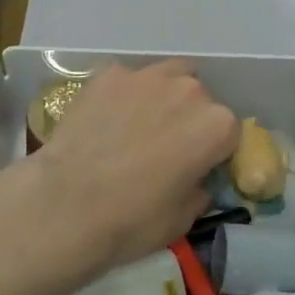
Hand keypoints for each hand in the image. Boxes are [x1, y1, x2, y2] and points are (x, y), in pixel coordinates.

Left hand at [31, 60, 238, 270]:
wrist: (65, 204)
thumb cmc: (132, 220)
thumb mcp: (183, 219)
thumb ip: (199, 189)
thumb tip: (196, 179)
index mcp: (216, 125)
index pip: (230, 132)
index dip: (215, 151)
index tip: (198, 168)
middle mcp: (189, 90)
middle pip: (200, 99)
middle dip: (189, 119)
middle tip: (166, 147)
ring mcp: (146, 76)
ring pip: (168, 77)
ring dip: (163, 97)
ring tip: (140, 125)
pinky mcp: (109, 74)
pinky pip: (128, 80)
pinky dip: (125, 95)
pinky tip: (106, 120)